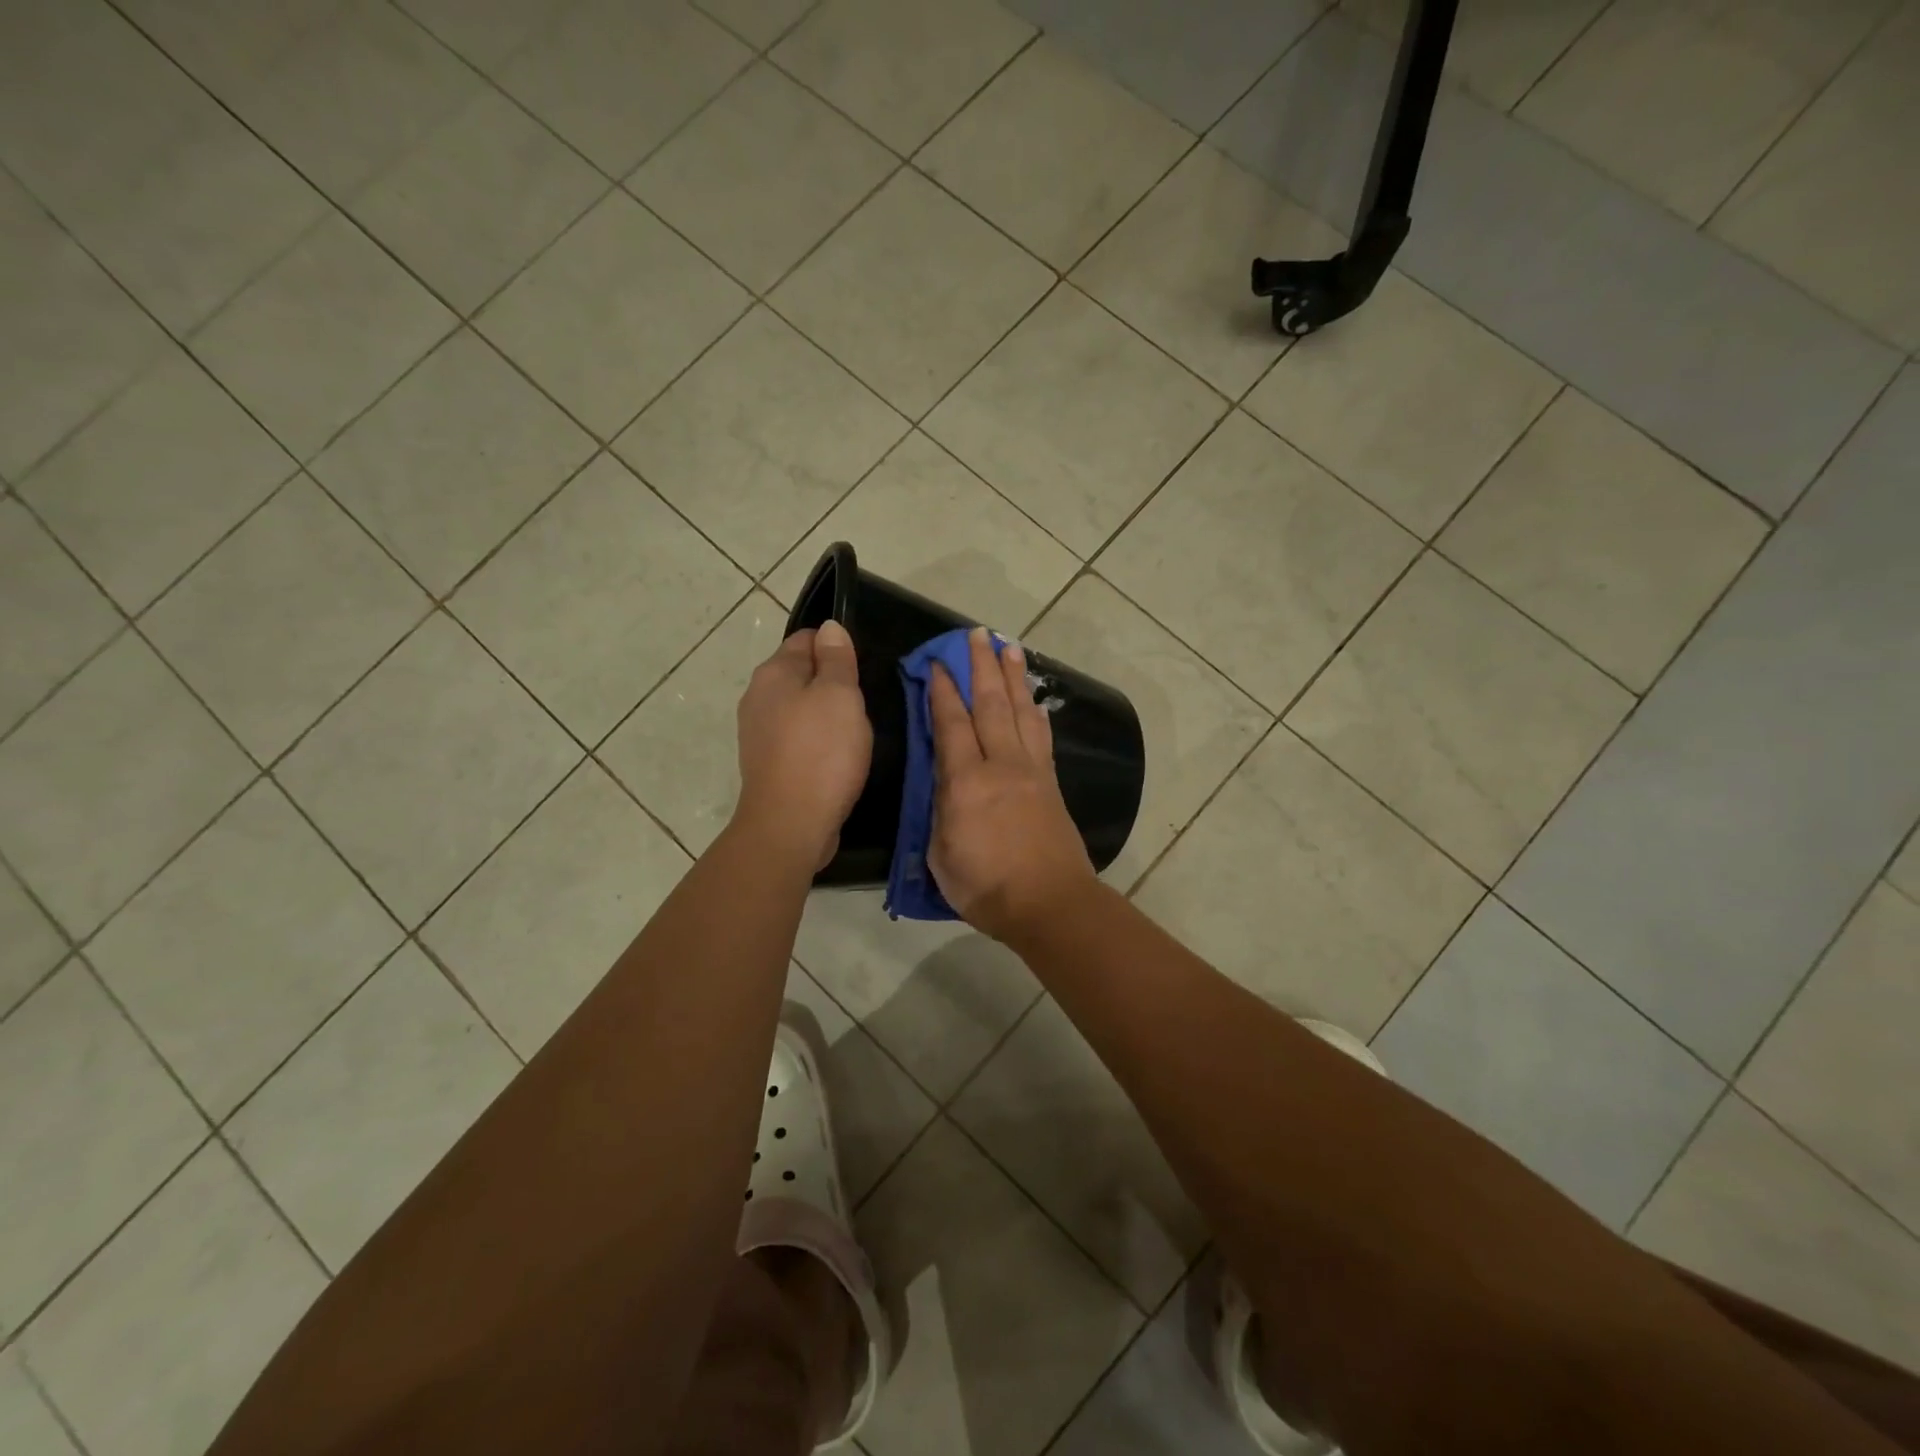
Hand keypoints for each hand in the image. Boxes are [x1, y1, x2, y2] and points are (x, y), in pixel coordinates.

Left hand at [734, 620, 871, 869]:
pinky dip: (817, 741)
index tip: (863, 668)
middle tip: (864, 700)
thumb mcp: (840, 696)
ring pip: (800, 708)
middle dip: (832, 682)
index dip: (837, 648)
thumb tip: (830, 628)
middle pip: (801, 674)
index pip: (807, 639)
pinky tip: (837, 756)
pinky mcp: (768, 763)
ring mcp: (759, 733)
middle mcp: (758, 697)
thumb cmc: (821, 753)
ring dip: (826, 714)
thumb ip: (837, 659)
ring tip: (855, 730)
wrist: (791, 824)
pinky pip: (798, 738)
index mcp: (774, 673)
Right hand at [928, 627, 1096, 941]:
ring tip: (1009, 648)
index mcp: (965, 782)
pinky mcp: (1050, 781)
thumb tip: (943, 781)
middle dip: (980, 666)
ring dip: (1013, 677)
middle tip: (976, 634)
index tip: (935, 662)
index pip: (950, 723)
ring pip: (1019, 711)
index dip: (941, 690)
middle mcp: (1001, 764)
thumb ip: (939, 810)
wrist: (1050, 903)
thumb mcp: (941, 854)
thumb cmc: (986, 887)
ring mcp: (1031, 770)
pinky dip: (1034, 709)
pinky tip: (1032, 698)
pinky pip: (1041, 734)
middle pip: (989, 704)